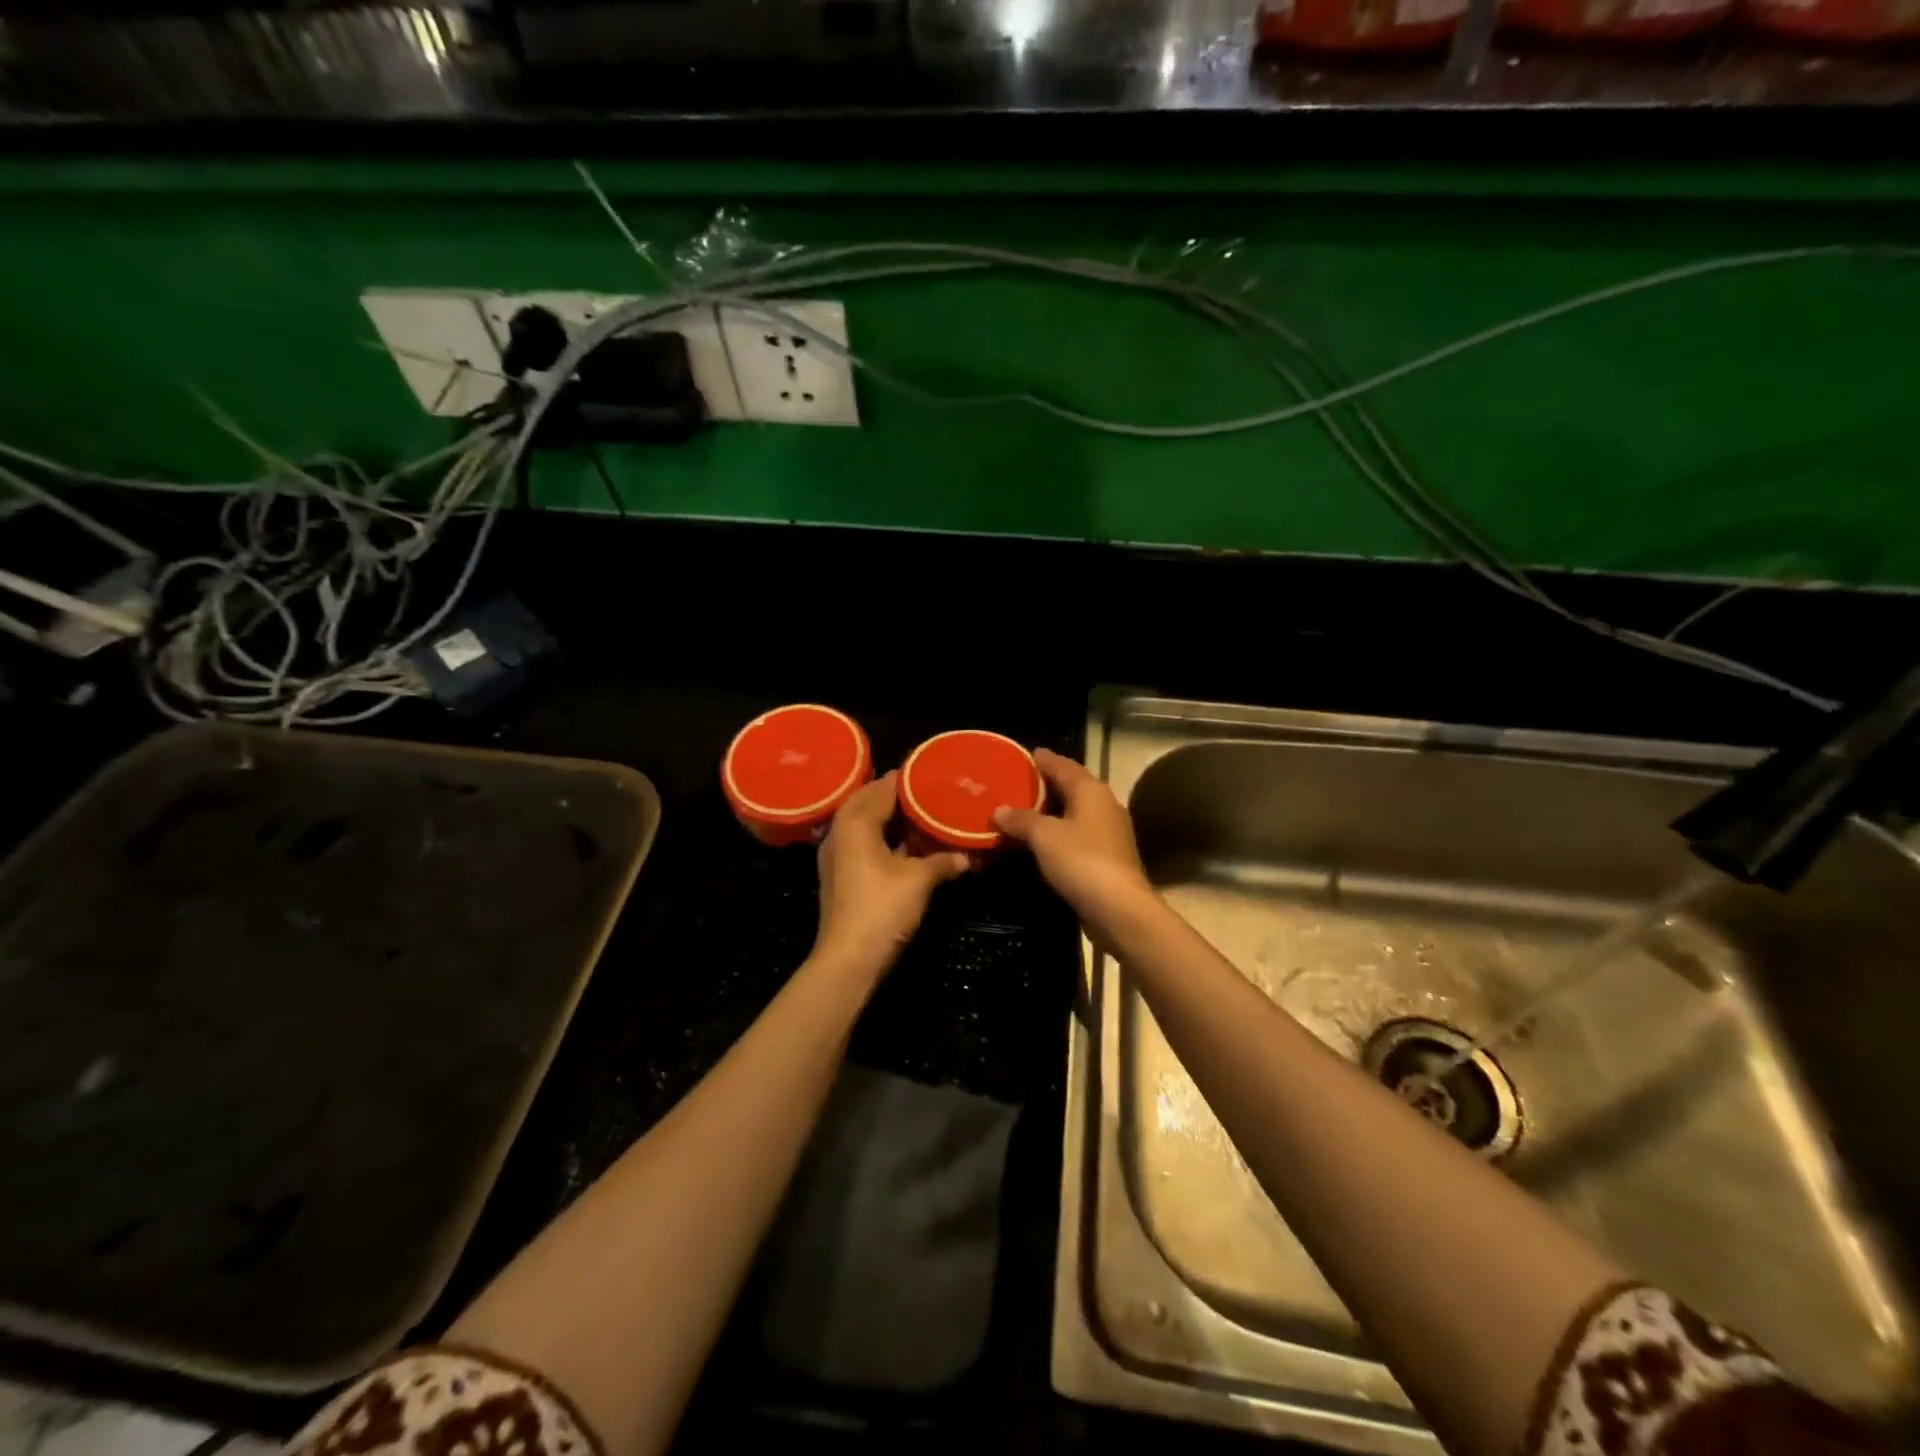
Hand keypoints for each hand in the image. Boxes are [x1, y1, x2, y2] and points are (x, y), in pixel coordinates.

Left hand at [812, 772, 968, 981]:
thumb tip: (967, 857)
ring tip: (923, 813)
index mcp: (856, 822)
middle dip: (897, 796)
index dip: (907, 778)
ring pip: (866, 824)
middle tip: (929, 790)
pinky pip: (864, 843)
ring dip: (890, 818)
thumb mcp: (919, 880)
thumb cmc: (882, 907)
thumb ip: (943, 861)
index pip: (883, 787)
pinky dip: (885, 839)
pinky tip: (909, 845)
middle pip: (870, 802)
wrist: (849, 958)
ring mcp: (838, 855)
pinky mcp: (842, 875)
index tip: (932, 771)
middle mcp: (841, 831)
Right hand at [993, 747, 1157, 942]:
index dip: (1043, 760)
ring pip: (1074, 812)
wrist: (1119, 909)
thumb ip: (1021, 819)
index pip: (1063, 765)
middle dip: (1045, 785)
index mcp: (1090, 790)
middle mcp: (1103, 805)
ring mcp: (1108, 832)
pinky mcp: (1107, 857)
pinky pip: (1076, 835)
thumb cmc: (1081, 861)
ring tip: (1022, 811)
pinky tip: (1039, 841)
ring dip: (1050, 811)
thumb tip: (1000, 810)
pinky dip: (1057, 833)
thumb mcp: (1043, 836)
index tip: (1024, 755)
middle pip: (1071, 787)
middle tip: (1016, 784)